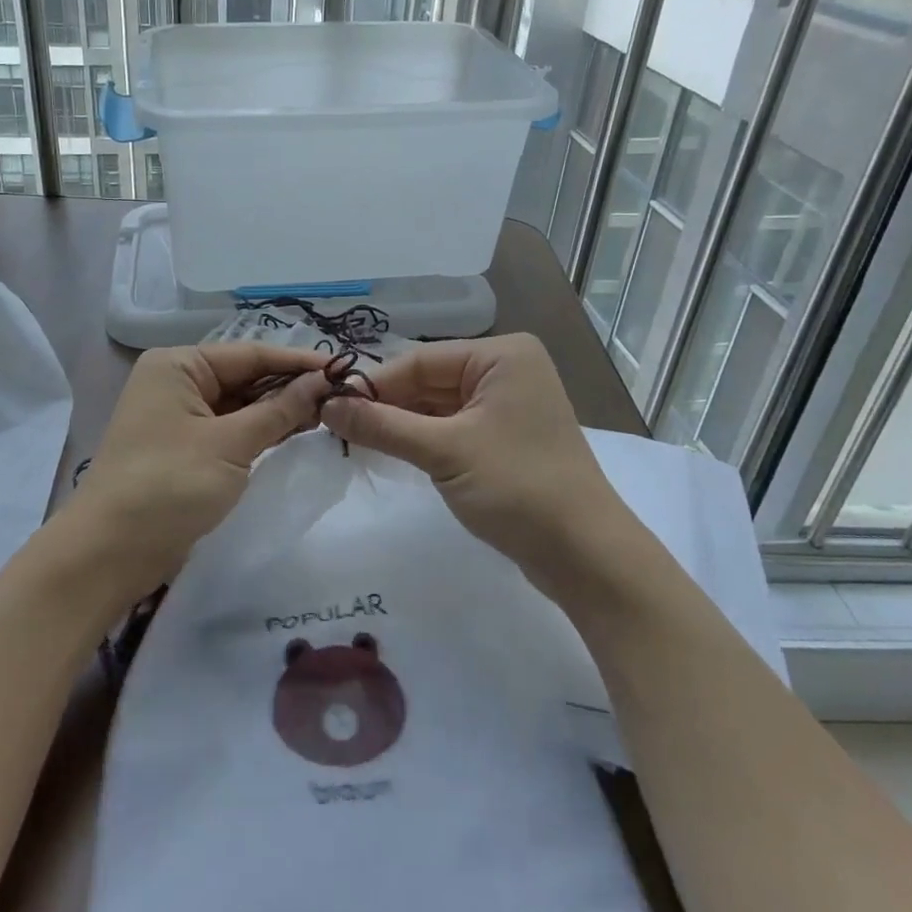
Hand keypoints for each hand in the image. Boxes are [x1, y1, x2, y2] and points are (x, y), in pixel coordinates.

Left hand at [63, 344, 330, 597]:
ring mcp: (178, 417)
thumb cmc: (168, 485)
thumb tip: (323, 381)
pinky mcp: (183, 449)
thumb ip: (280, 410)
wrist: (107, 555)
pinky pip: (229, 429)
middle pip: (245, 377)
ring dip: (279, 411)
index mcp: (179, 365)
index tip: (344, 369)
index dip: (298, 363)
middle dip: (290, 388)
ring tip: (329, 414)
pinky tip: (295, 434)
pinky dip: (260, 432)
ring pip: (240, 405)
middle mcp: (176, 382)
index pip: (250, 354)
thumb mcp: (230, 444)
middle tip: (343, 397)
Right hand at [320, 334, 643, 592]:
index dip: (374, 384)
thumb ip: (382, 426)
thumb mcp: (443, 452)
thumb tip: (326, 407)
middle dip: (386, 404)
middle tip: (335, 426)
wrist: (586, 556)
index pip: (421, 360)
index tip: (328, 405)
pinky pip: (453, 426)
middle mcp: (506, 370)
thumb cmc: (517, 488)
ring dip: (401, 423)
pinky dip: (423, 439)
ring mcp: (507, 404)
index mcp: (501, 356)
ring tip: (353, 439)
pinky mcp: (505, 437)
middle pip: (429, 381)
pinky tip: (390, 450)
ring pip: (438, 406)